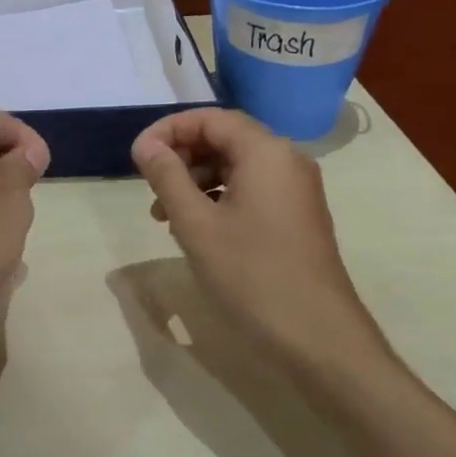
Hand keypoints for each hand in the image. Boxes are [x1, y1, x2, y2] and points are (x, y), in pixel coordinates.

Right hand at [130, 108, 392, 380]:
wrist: (319, 338)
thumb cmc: (252, 275)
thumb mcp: (196, 224)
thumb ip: (167, 176)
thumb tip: (145, 145)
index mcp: (266, 152)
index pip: (209, 118)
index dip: (168, 130)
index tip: (137, 157)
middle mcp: (286, 159)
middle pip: (224, 138)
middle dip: (181, 156)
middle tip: (149, 186)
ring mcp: (295, 188)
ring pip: (235, 165)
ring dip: (195, 180)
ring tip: (164, 215)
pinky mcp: (296, 214)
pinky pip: (250, 188)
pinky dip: (217, 197)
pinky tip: (195, 227)